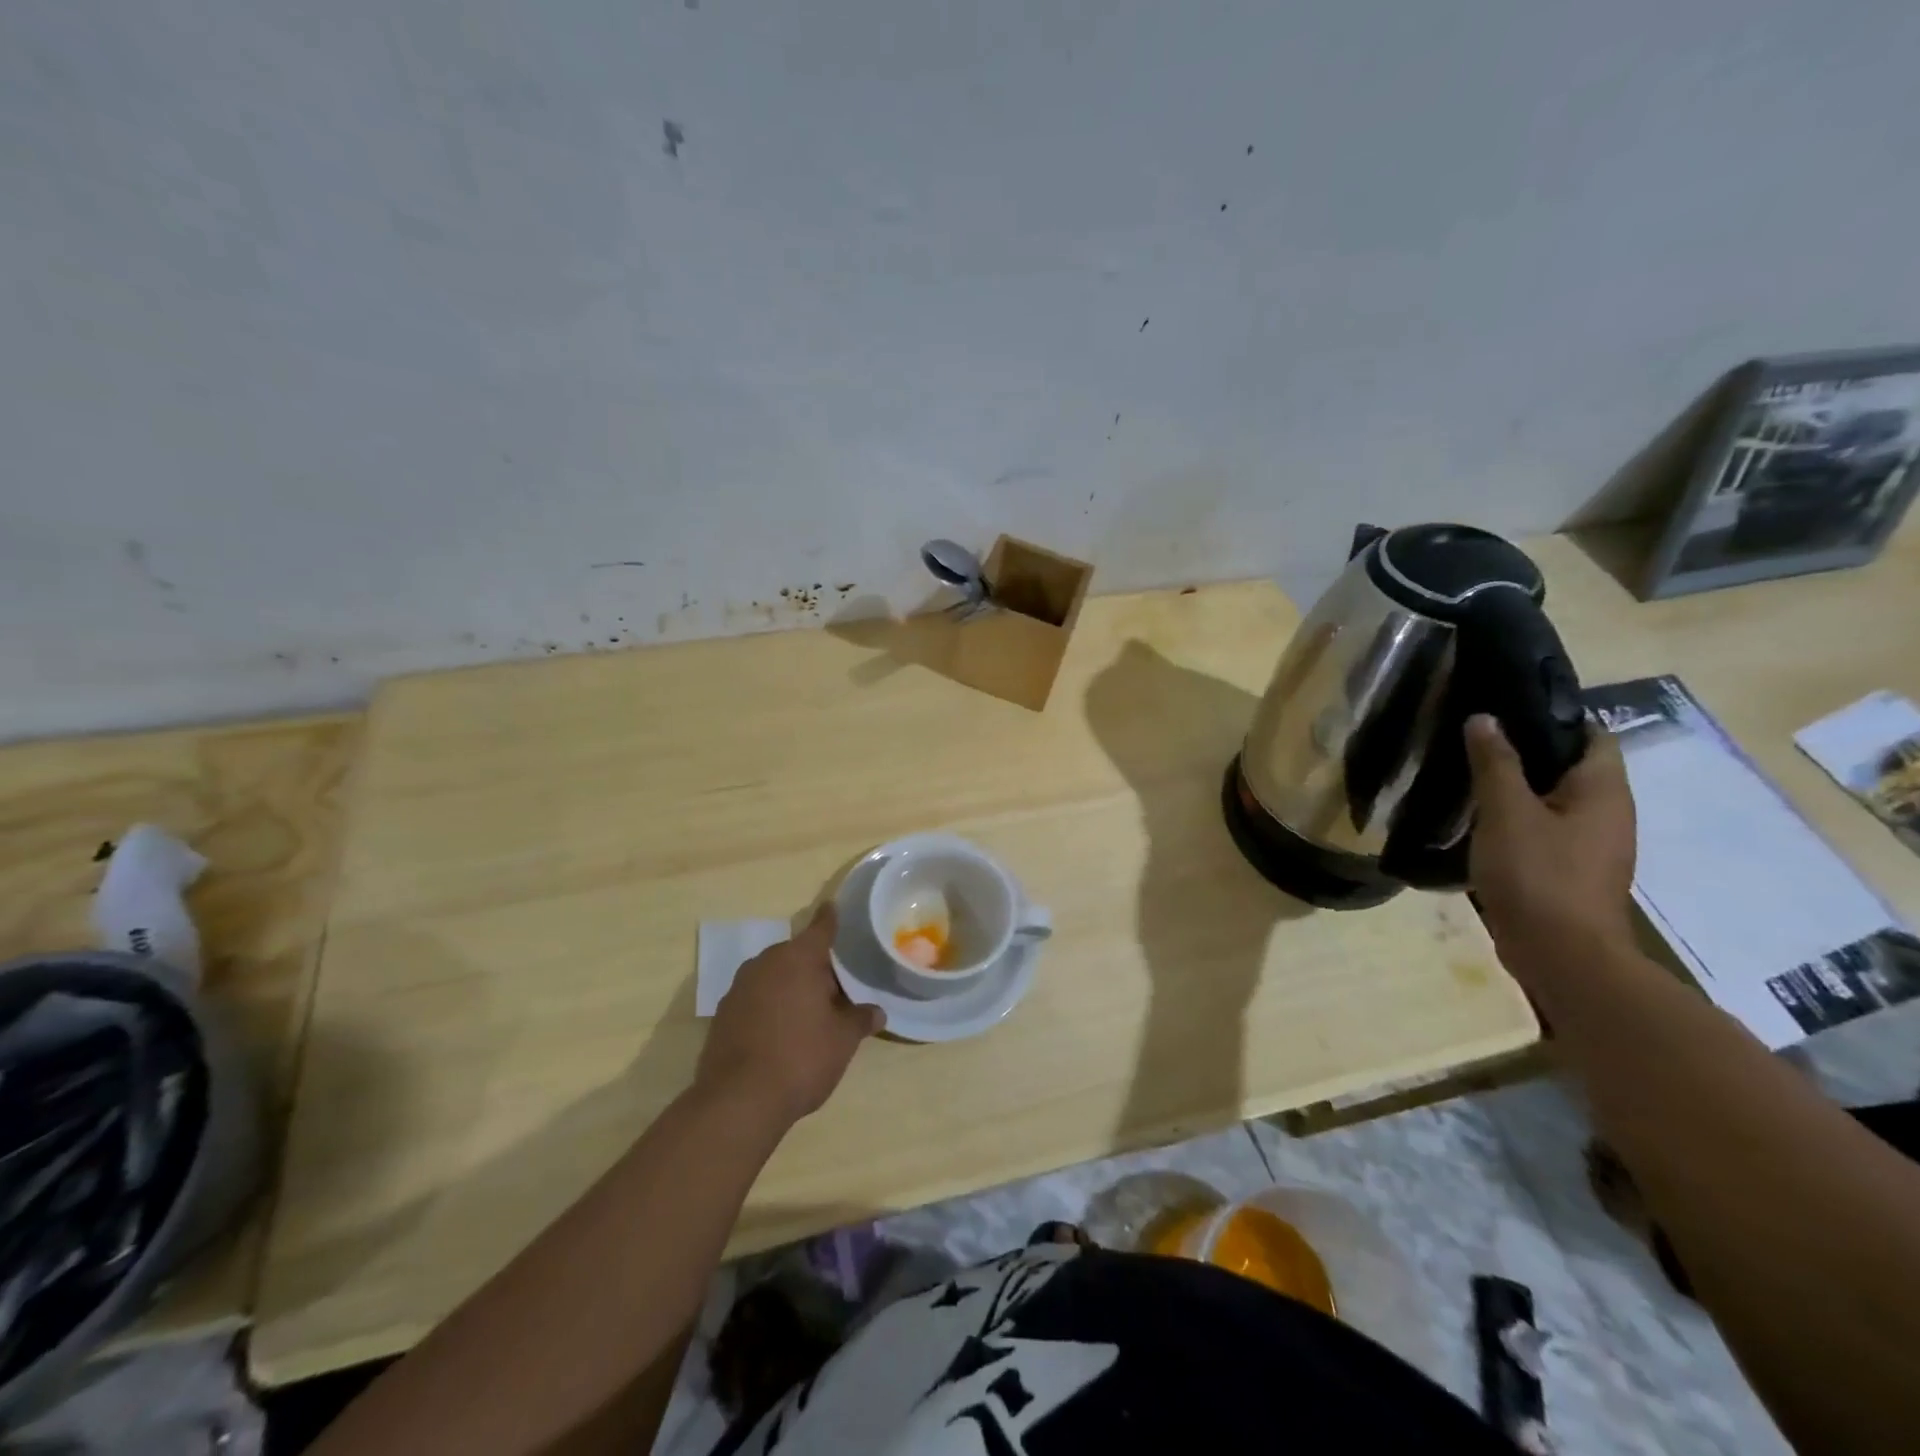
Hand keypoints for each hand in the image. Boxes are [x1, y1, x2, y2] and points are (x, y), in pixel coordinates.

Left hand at [696, 905, 884, 1126]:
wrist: (738, 1101)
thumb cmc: (801, 1058)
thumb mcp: (842, 1040)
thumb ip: (860, 1019)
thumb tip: (876, 1012)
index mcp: (798, 959)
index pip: (820, 928)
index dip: (830, 919)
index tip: (833, 906)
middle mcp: (765, 963)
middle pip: (797, 955)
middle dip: (815, 967)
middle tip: (837, 987)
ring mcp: (739, 988)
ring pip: (774, 976)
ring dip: (791, 986)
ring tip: (811, 1011)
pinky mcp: (723, 1014)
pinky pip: (756, 998)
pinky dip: (770, 1005)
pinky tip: (781, 1031)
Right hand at [1466, 714, 1636, 974]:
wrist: (1561, 955)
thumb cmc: (1538, 873)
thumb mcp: (1507, 811)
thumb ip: (1495, 763)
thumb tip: (1485, 718)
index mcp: (1603, 790)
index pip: (1590, 734)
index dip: (1552, 717)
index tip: (1504, 709)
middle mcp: (1609, 813)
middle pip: (1571, 767)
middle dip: (1528, 752)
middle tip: (1476, 741)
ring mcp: (1592, 846)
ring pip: (1556, 801)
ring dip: (1519, 789)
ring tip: (1471, 778)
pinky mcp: (1571, 872)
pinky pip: (1546, 831)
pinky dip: (1518, 820)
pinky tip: (1482, 823)